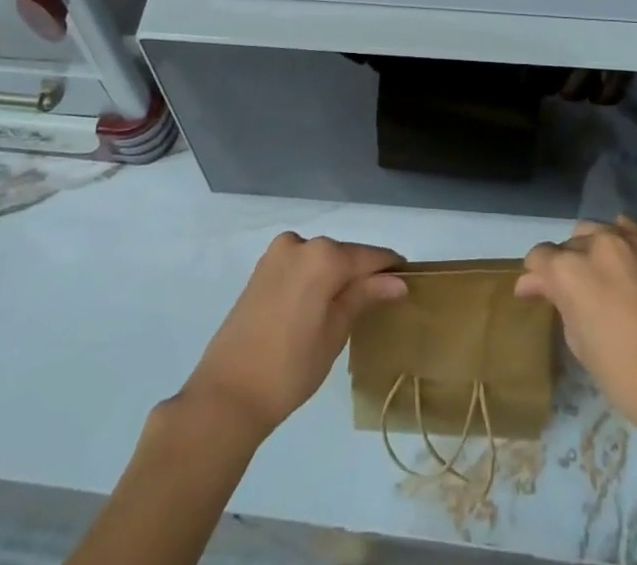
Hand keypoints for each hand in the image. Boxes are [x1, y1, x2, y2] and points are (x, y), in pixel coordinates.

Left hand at [181, 232, 407, 436]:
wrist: (227, 394)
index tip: (409, 278)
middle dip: (363, 272)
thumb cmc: (290, 367)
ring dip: (337, 276)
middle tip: (383, 298)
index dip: (390, 267)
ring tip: (353, 306)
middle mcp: (300, 243)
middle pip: (343, 254)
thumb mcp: (335, 332)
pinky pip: (300, 265)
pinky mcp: (261, 270)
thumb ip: (365, 296)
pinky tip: (322, 303)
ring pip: (320, 259)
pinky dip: (315, 278)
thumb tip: (397, 280)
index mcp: (323, 255)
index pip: (368, 256)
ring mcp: (276, 254)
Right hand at [518, 216, 636, 439]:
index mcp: (571, 269)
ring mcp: (632, 242)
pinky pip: (629, 230)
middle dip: (565, 267)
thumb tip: (539, 285)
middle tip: (574, 296)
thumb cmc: (628, 378)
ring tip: (601, 279)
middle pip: (568, 244)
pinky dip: (620, 241)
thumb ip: (560, 304)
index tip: (536, 295)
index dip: (535, 278)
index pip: (539, 257)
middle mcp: (598, 244)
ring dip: (591, 251)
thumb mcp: (581, 345)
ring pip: (597, 232)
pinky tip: (624, 262)